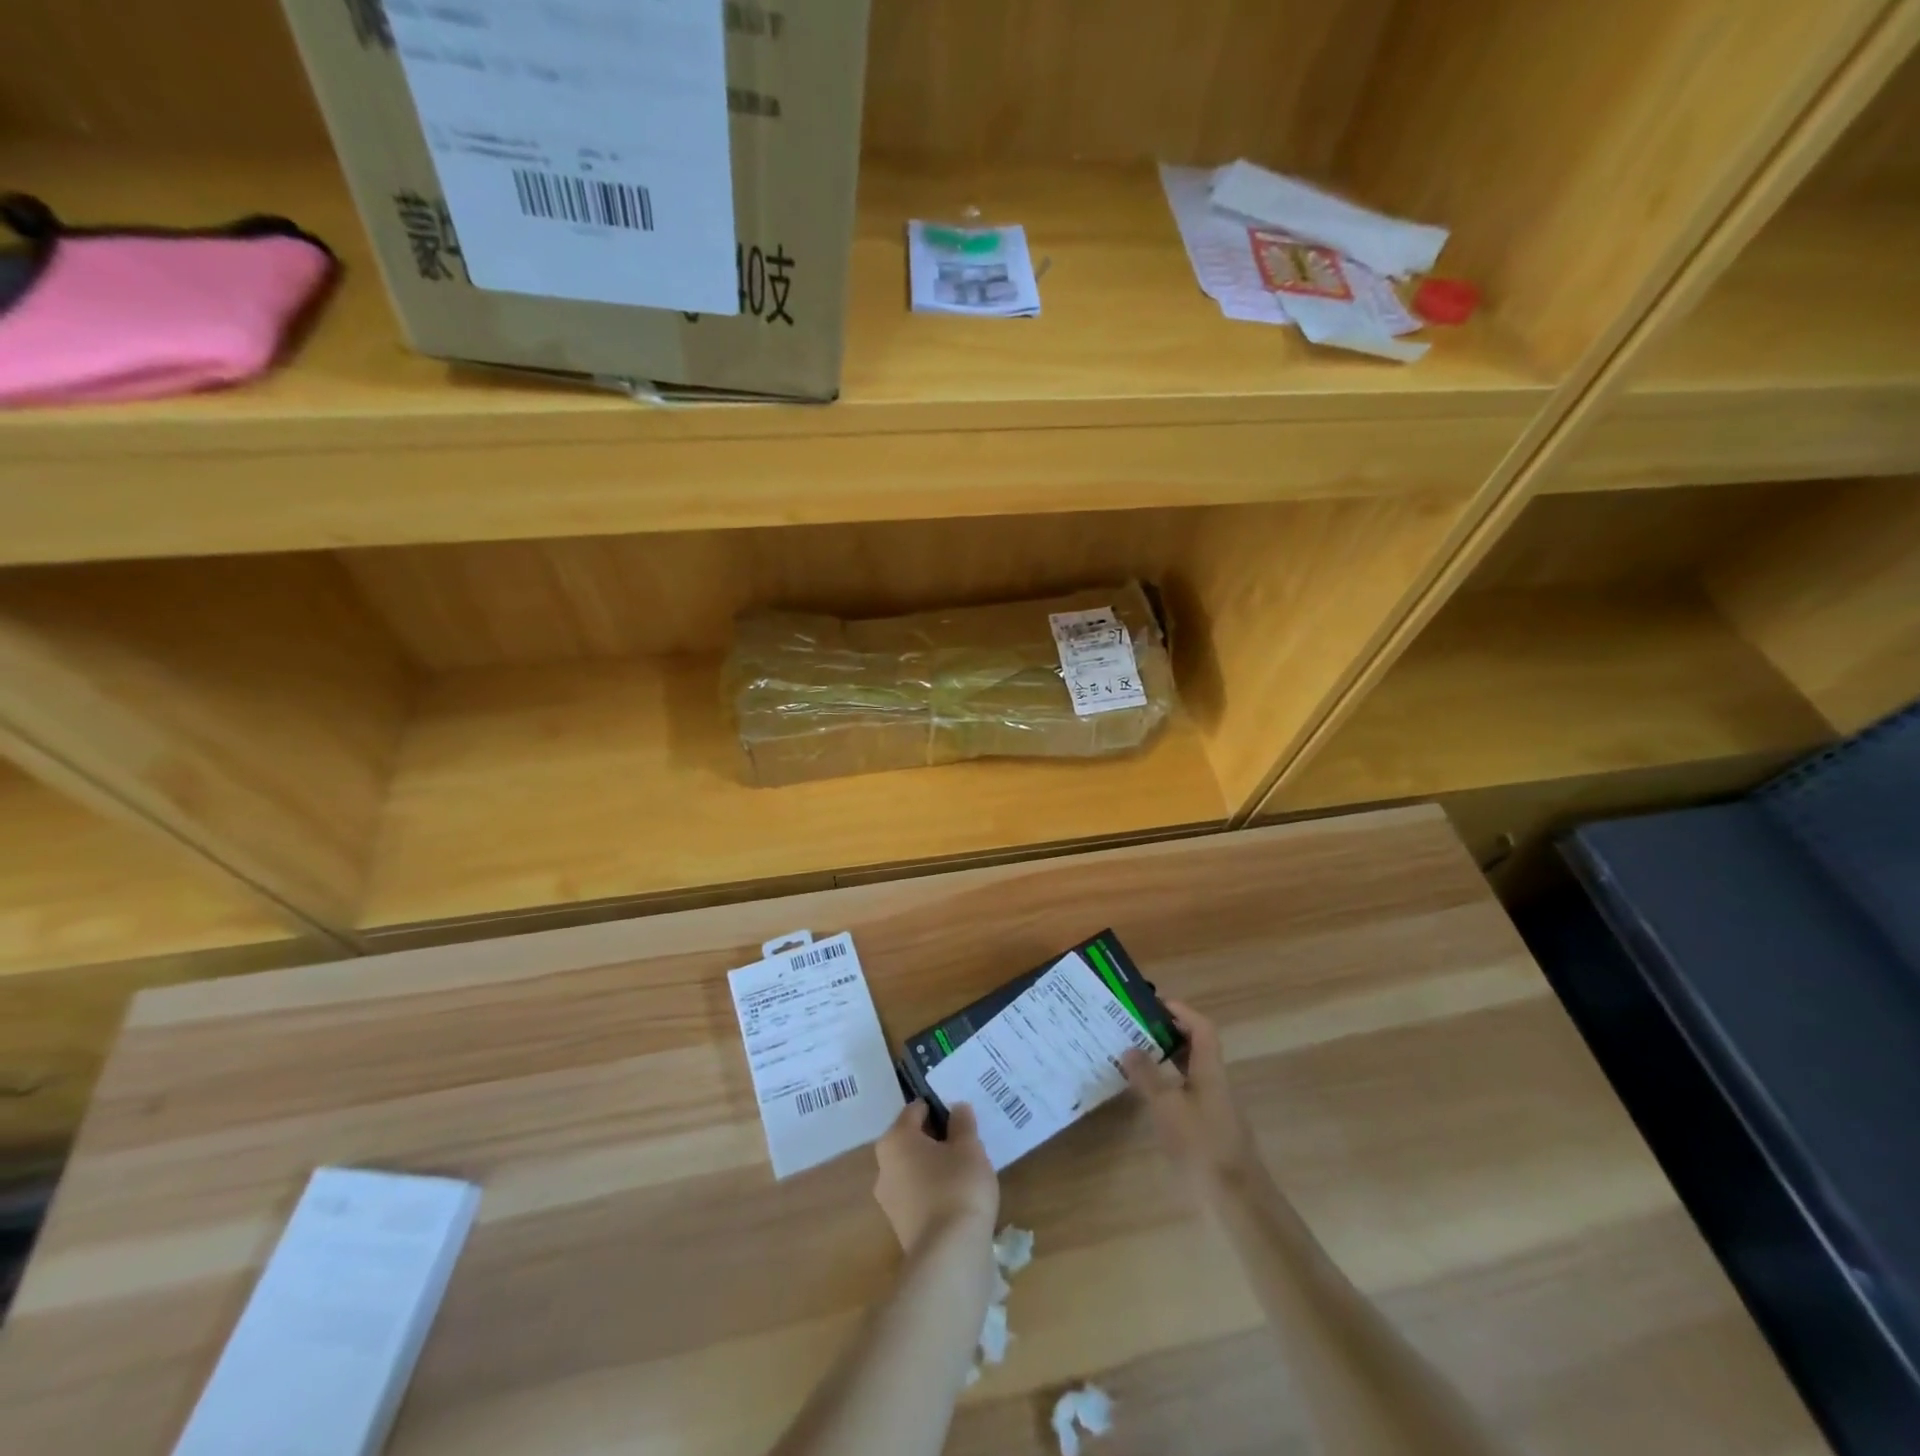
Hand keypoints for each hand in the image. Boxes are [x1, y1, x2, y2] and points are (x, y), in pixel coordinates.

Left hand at [873, 1101, 998, 1253]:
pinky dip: (934, 1191)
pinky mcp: (901, 1227)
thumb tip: (956, 1108)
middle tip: (965, 1140)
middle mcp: (883, 1165)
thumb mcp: (969, 1147)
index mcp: (895, 1139)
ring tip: (966, 1169)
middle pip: (911, 1140)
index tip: (961, 1115)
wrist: (949, 1256)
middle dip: (936, 1138)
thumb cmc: (957, 1186)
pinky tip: (958, 1196)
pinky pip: (918, 1195)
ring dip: (935, 1166)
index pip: (915, 1110)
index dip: (939, 1108)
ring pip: (914, 1169)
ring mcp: (889, 1200)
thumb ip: (962, 1123)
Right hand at [1122, 1000, 1257, 1193]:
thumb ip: (1148, 1076)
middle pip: (1196, 1046)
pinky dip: (1168, 1085)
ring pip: (1190, 1070)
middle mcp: (1216, 1082)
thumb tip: (1129, 1047)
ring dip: (1166, 1059)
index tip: (1154, 1003)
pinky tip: (1147, 1096)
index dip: (1181, 1011)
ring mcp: (1215, 1106)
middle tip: (1136, 1028)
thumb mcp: (1168, 1108)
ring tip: (1134, 1057)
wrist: (1236, 1199)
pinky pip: (1187, 1092)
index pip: (1201, 1028)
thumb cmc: (1202, 1145)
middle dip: (1168, 1033)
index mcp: (1211, 1070)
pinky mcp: (1209, 1127)